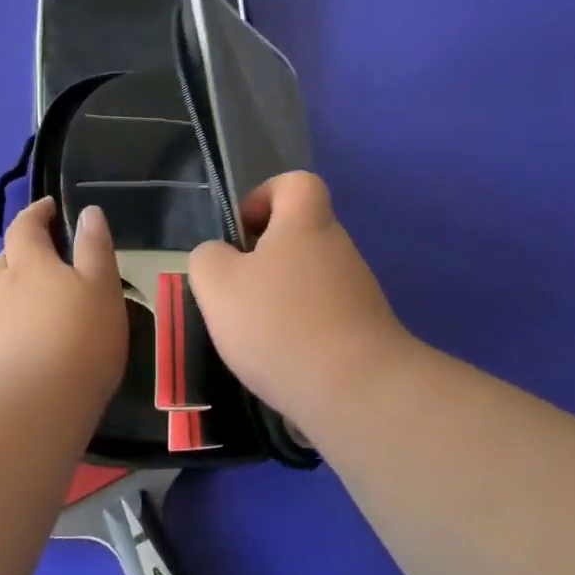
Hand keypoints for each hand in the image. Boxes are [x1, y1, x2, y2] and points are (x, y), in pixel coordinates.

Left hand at [0, 199, 127, 403]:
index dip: (36, 213)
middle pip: (5, 260)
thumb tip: (88, 212)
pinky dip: (13, 323)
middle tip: (46, 255)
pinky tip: (29, 341)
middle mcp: (2, 288)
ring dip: (15, 288)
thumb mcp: (102, 286)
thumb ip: (95, 247)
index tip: (49, 206)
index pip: (24, 226)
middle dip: (22, 251)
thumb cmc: (79, 337)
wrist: (34, 406)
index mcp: (29, 263)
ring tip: (39, 299)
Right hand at [189, 172, 415, 425]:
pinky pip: (323, 317)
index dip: (264, 197)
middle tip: (235, 293)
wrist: (356, 391)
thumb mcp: (218, 284)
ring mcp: (358, 291)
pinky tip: (281, 362)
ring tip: (253, 335)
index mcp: (306, 223)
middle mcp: (338, 248)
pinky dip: (299, 332)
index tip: (241, 235)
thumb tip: (220, 257)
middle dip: (264, 259)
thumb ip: (208, 258)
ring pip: (309, 279)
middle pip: (299, 235)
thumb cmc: (279, 324)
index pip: (296, 183)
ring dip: (279, 299)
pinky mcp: (366, 331)